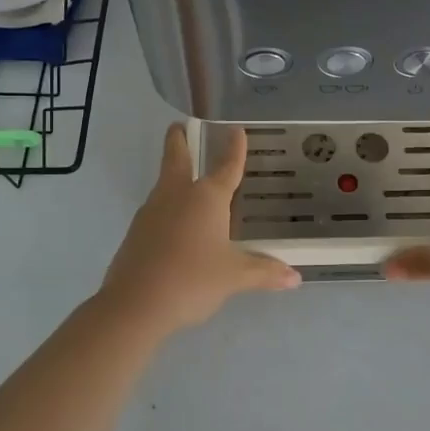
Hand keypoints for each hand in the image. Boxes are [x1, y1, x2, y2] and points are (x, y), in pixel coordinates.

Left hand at [99, 124, 300, 332]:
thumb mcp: (234, 277)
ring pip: (164, 183)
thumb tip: (295, 277)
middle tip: (180, 124)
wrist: (134, 305)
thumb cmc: (192, 280)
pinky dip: (167, 206)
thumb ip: (264, 272)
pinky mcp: (136, 232)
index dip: (234, 148)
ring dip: (173, 173)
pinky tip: (176, 224)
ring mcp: (151, 212)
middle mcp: (177, 195)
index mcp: (206, 197)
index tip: (236, 129)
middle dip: (179, 139)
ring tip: (186, 177)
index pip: (226, 166)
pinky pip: (156, 210)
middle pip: (176, 157)